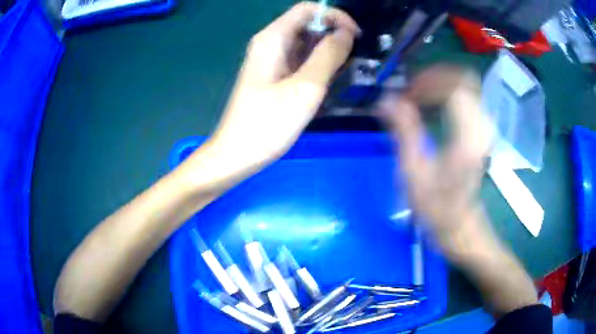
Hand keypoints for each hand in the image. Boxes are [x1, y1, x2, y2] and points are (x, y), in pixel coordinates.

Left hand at [207, 2, 358, 170]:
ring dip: (328, 51)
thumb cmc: (268, 123)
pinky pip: (301, 60)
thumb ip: (329, 55)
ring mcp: (272, 60)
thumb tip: (346, 34)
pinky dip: (318, 65)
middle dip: (334, 35)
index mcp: (273, 38)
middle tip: (353, 60)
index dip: (335, 17)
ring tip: (344, 73)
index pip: (308, 9)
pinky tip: (328, 81)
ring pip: (306, 43)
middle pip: (307, 24)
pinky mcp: (274, 76)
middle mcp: (271, 43)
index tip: (355, 37)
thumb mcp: (306, 87)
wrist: (238, 154)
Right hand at [379, 65, 493, 237]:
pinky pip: (466, 97)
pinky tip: (430, 105)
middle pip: (463, 80)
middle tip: (410, 92)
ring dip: (439, 85)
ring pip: (466, 86)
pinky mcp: (481, 131)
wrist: (460, 227)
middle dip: (433, 79)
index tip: (406, 94)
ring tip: (417, 97)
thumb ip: (403, 131)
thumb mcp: (414, 174)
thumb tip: (386, 100)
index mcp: (467, 138)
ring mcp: (484, 128)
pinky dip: (447, 93)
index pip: (455, 87)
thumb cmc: (436, 208)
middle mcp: (481, 127)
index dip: (428, 81)